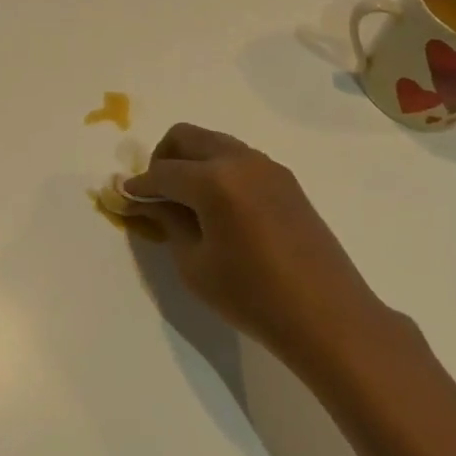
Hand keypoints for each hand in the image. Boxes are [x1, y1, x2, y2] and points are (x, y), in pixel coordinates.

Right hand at [124, 124, 390, 373]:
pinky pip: (238, 158)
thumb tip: (150, 201)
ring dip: (192, 161)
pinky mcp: (285, 179)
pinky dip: (217, 169)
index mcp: (213, 180)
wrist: (331, 318)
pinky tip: (218, 207)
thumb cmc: (254, 298)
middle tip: (156, 193)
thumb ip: (169, 223)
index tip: (124, 196)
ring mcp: (266, 166)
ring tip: (187, 201)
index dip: (139, 186)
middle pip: (185, 137)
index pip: (162, 172)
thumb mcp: (196, 266)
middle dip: (163, 158)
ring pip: (213, 143)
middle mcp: (239, 160)